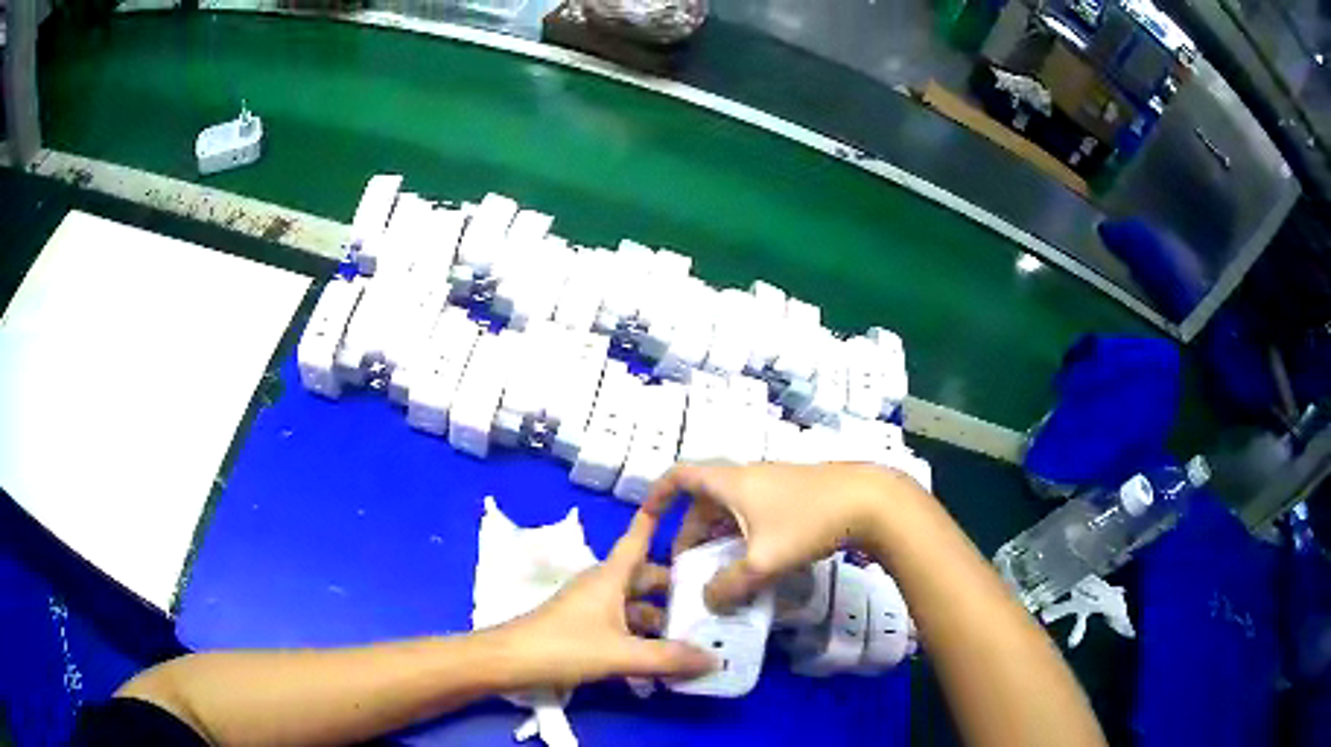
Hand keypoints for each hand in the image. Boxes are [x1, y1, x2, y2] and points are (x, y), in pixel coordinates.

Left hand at [502, 509, 714, 689]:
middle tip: (714, 601)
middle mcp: (603, 586)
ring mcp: (592, 609)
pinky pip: (623, 627)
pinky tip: (662, 662)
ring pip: (635, 607)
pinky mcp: (584, 629)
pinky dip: (642, 638)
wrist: (509, 662)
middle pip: (646, 579)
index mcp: (610, 577)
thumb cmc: (563, 646)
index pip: (638, 539)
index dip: (656, 519)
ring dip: (661, 621)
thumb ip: (667, 658)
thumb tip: (715, 659)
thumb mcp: (620, 653)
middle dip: (676, 590)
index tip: (681, 501)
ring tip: (697, 638)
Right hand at [644, 462, 920, 612]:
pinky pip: (755, 514)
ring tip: (721, 573)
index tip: (646, 518)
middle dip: (692, 533)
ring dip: (720, 539)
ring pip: (733, 510)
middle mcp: (748, 477)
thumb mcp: (764, 561)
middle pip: (706, 501)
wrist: (872, 501)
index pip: (681, 475)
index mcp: (731, 482)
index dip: (658, 494)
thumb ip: (730, 586)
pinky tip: (757, 565)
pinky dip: (745, 537)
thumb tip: (710, 602)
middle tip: (690, 568)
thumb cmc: (810, 521)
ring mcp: (774, 484)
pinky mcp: (796, 494)